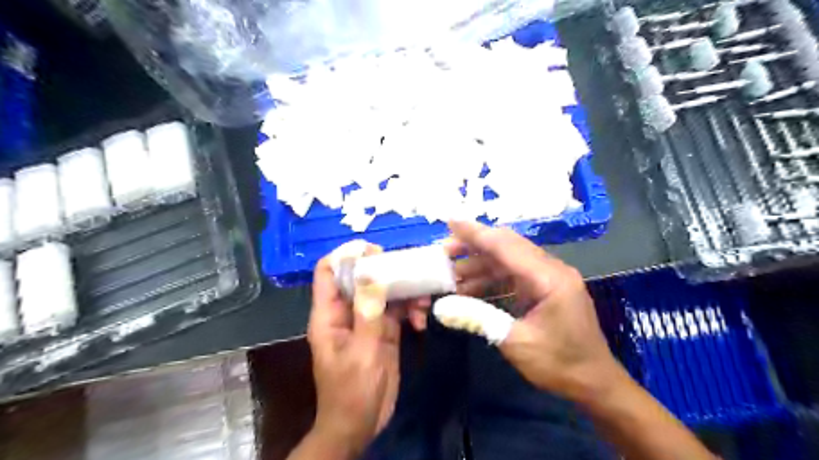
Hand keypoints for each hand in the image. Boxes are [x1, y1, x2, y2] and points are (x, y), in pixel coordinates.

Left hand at [305, 243, 402, 458]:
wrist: (362, 424)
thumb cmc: (353, 391)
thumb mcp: (362, 351)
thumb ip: (368, 311)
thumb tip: (371, 271)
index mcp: (329, 314)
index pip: (328, 272)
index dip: (346, 255)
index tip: (374, 250)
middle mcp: (347, 311)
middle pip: (362, 276)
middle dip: (386, 271)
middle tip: (410, 271)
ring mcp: (367, 320)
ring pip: (384, 291)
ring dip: (404, 291)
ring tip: (422, 301)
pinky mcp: (384, 330)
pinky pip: (397, 309)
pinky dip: (410, 309)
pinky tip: (421, 320)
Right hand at [446, 220, 620, 404]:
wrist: (595, 384)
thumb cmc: (561, 365)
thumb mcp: (516, 343)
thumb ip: (478, 319)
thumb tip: (441, 308)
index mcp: (549, 277)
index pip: (506, 246)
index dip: (475, 233)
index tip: (449, 222)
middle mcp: (551, 269)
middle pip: (507, 246)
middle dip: (474, 246)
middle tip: (444, 252)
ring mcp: (549, 278)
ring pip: (508, 260)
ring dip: (480, 265)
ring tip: (451, 276)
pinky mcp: (545, 289)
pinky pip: (513, 275)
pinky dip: (491, 279)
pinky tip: (470, 289)